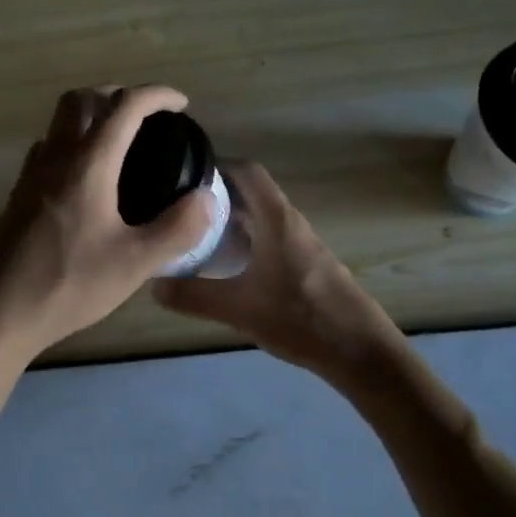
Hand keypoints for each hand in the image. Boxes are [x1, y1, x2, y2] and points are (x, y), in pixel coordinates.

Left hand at [0, 85, 216, 369]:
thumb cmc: (68, 284)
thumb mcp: (135, 263)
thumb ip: (177, 229)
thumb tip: (206, 198)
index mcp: (88, 164)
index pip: (124, 106)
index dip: (156, 95)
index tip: (181, 105)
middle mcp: (56, 158)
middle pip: (82, 99)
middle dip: (117, 94)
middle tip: (146, 117)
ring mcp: (31, 176)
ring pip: (59, 122)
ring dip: (90, 115)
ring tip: (120, 144)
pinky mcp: (18, 196)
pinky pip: (48, 149)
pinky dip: (72, 143)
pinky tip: (86, 180)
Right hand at [153, 163, 404, 386]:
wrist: (361, 351)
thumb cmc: (301, 319)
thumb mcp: (239, 310)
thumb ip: (194, 297)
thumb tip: (153, 285)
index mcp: (277, 220)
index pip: (248, 171)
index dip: (218, 165)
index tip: (185, 175)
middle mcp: (290, 223)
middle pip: (252, 194)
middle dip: (216, 196)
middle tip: (179, 210)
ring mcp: (302, 245)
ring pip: (261, 219)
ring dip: (231, 221)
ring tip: (195, 236)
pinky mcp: (307, 266)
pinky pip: (270, 239)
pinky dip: (246, 242)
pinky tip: (228, 268)